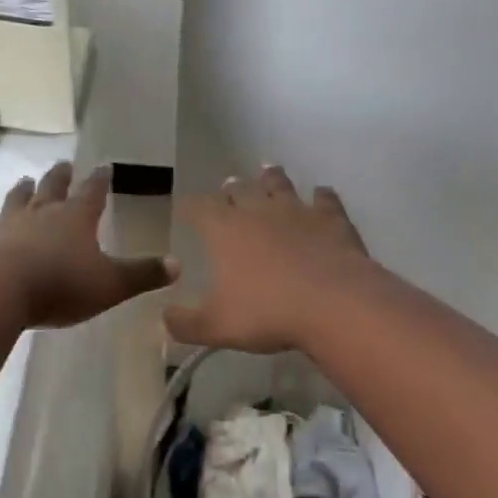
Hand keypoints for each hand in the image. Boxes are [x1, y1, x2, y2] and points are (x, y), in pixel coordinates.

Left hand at [0, 162, 177, 328]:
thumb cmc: (60, 285)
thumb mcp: (110, 284)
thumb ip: (142, 274)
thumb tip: (178, 264)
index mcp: (76, 218)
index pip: (93, 191)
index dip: (100, 180)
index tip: (104, 166)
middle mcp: (43, 213)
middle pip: (53, 187)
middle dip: (61, 176)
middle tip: (64, 164)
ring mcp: (9, 224)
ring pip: (18, 199)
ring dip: (24, 190)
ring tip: (26, 180)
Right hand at [165, 166, 374, 353]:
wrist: (333, 303)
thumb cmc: (268, 313)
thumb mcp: (217, 326)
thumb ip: (186, 323)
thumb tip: (164, 318)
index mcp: (225, 230)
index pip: (199, 208)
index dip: (190, 207)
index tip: (185, 209)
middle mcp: (257, 210)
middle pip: (239, 190)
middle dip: (231, 189)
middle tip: (228, 187)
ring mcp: (296, 210)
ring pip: (279, 184)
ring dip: (271, 177)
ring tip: (268, 171)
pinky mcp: (329, 218)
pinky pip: (324, 199)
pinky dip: (322, 195)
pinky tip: (322, 194)